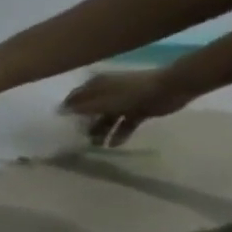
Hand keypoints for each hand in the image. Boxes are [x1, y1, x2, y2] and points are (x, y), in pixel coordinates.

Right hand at [60, 68, 189, 146]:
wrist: (172, 88)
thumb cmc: (131, 93)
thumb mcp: (101, 101)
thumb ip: (80, 107)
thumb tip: (59, 111)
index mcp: (96, 86)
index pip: (74, 99)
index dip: (67, 111)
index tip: (60, 126)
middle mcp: (106, 93)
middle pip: (90, 111)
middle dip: (84, 125)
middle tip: (78, 139)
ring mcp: (123, 102)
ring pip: (107, 119)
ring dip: (101, 132)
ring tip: (98, 145)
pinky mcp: (138, 110)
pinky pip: (124, 123)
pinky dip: (120, 133)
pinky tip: (115, 145)